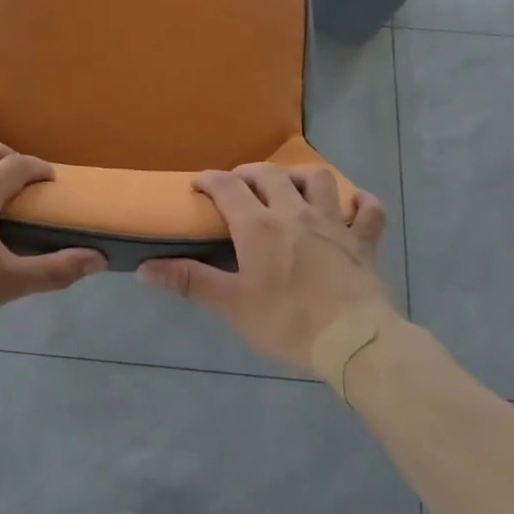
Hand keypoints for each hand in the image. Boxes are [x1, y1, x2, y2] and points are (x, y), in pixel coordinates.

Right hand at [138, 164, 391, 373]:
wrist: (354, 340)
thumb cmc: (288, 322)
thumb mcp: (233, 306)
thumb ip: (190, 281)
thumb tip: (144, 268)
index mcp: (259, 226)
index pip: (228, 186)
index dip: (209, 180)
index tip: (198, 185)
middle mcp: (295, 212)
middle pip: (269, 174)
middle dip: (248, 173)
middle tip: (237, 186)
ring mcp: (333, 222)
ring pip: (317, 178)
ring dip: (299, 176)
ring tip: (289, 187)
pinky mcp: (363, 240)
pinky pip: (368, 210)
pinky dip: (360, 203)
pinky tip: (350, 206)